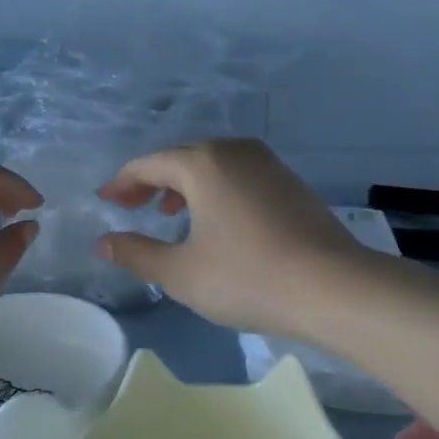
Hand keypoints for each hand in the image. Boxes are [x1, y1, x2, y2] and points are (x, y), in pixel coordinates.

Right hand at [96, 139, 367, 336]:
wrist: (334, 287)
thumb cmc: (248, 277)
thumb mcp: (182, 273)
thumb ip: (137, 254)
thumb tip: (104, 242)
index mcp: (203, 163)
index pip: (149, 164)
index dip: (123, 182)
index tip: (105, 201)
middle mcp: (234, 151)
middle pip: (180, 158)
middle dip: (152, 181)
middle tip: (131, 207)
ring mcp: (267, 163)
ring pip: (212, 164)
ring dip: (184, 185)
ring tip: (170, 214)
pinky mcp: (289, 181)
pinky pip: (238, 174)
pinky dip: (215, 189)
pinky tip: (216, 220)